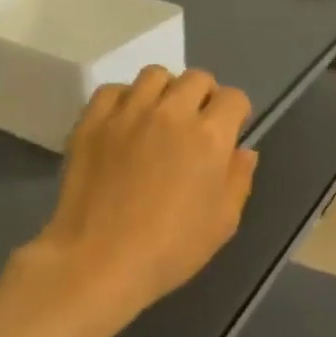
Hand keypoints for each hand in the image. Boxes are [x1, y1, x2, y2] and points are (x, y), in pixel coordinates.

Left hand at [23, 66, 257, 336]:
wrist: (98, 261)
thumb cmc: (170, 248)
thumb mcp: (223, 222)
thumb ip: (239, 179)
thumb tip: (243, 151)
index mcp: (209, 136)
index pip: (234, 98)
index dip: (237, 113)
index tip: (230, 132)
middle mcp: (171, 113)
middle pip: (197, 78)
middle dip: (205, 96)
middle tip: (197, 124)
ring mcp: (128, 113)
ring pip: (155, 75)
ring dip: (166, 91)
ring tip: (160, 118)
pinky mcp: (92, 122)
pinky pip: (113, 90)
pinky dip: (124, 100)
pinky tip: (125, 124)